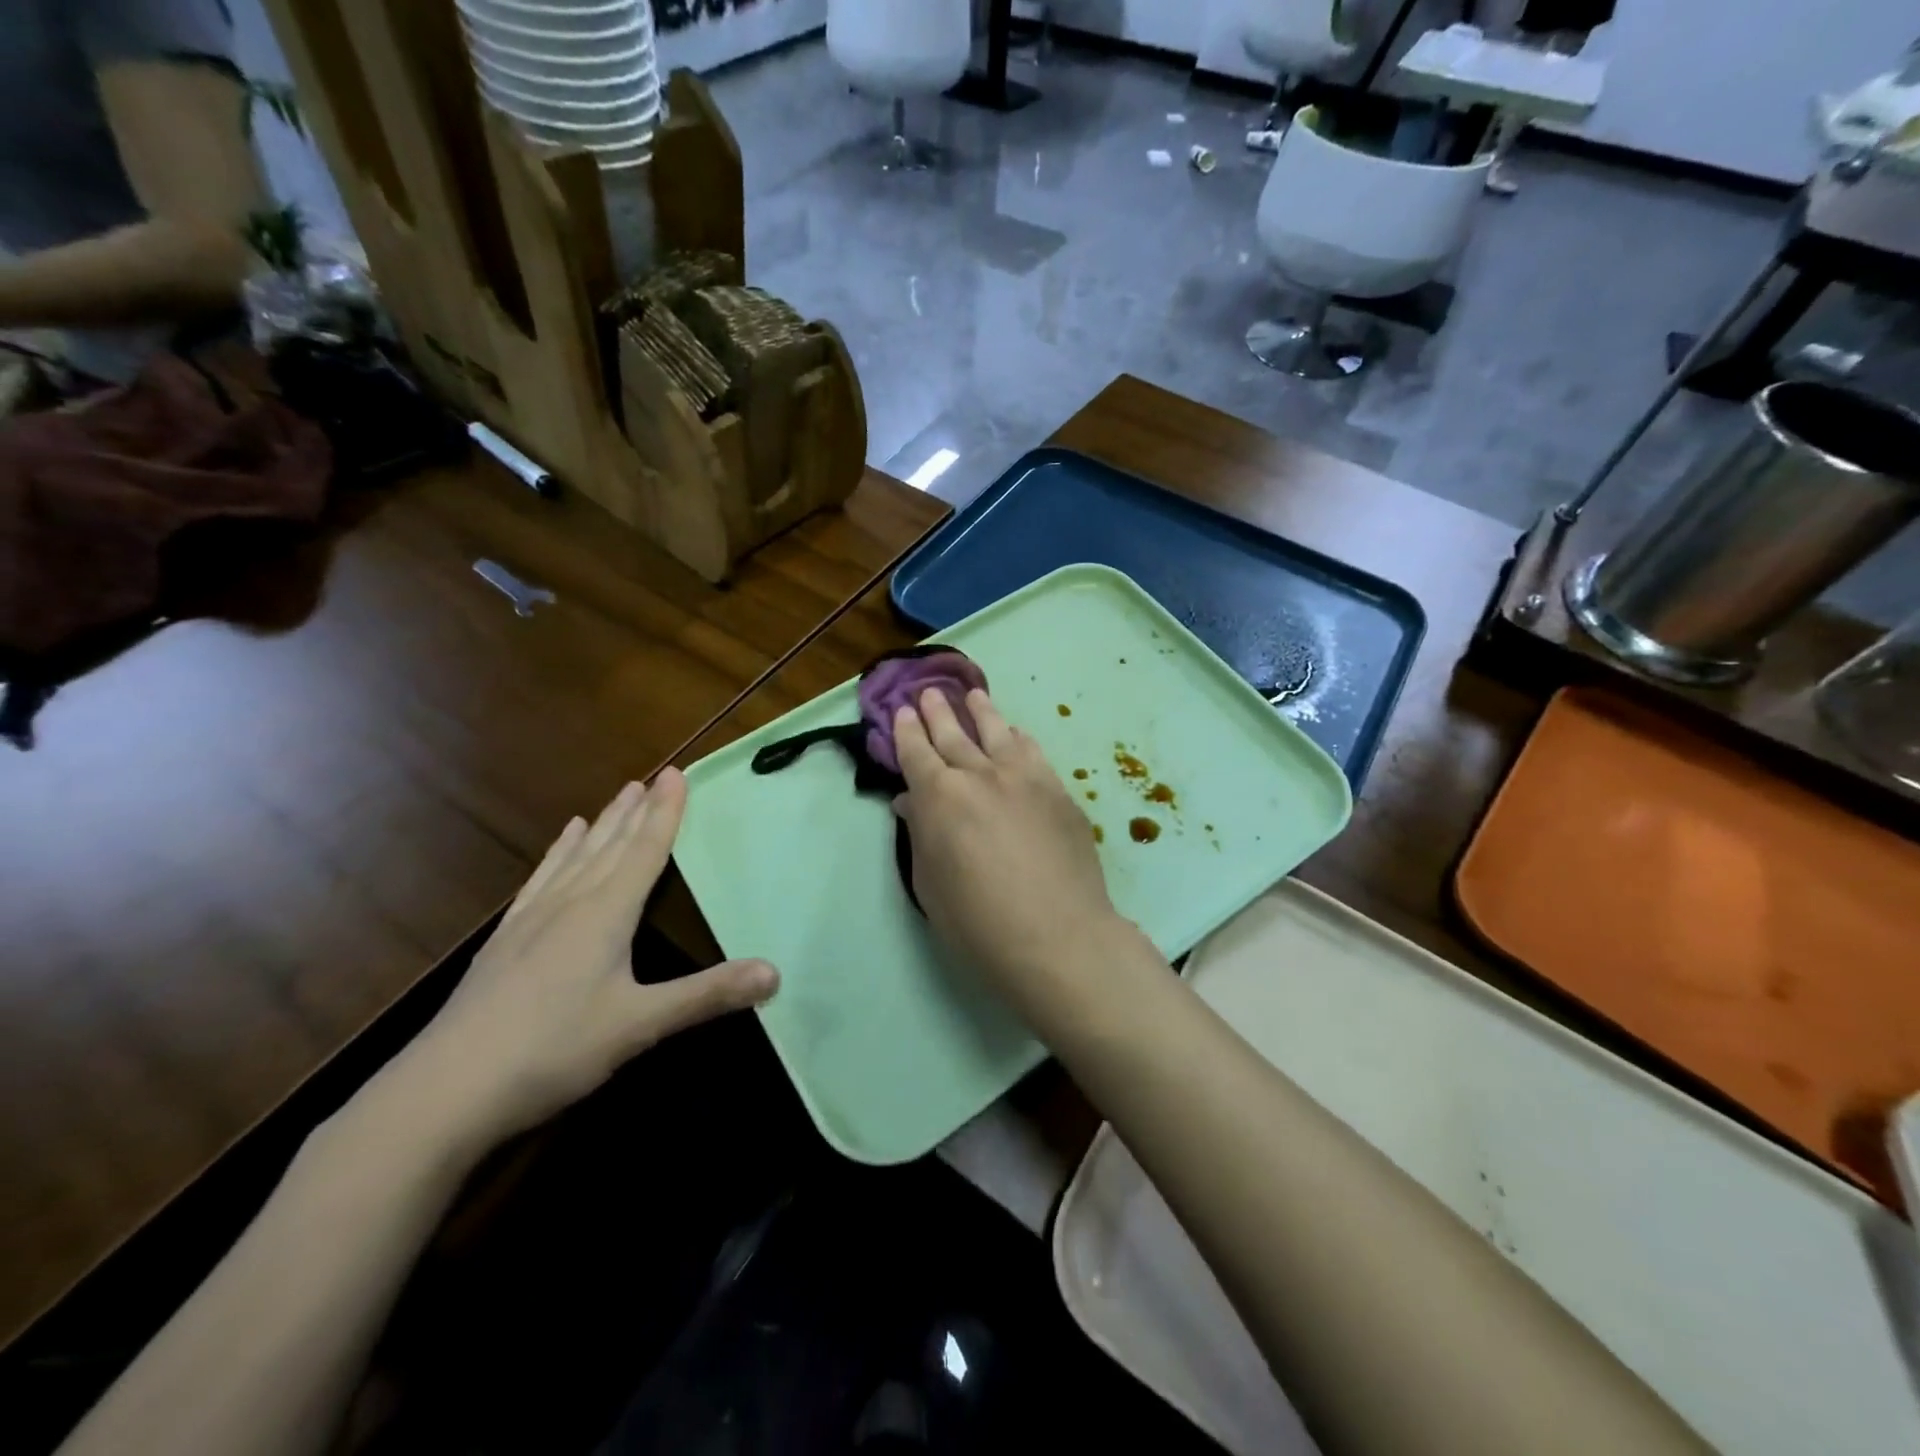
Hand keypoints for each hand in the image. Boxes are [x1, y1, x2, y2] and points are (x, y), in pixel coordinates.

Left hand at [402, 770, 777, 1145]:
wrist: (444, 1090)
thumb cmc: (554, 1050)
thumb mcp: (639, 1025)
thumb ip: (707, 995)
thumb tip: (775, 973)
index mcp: (605, 913)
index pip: (644, 850)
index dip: (665, 813)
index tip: (676, 773)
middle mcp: (570, 903)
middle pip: (611, 845)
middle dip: (636, 810)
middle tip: (654, 776)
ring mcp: (532, 919)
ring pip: (576, 856)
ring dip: (602, 824)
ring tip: (617, 796)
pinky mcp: (505, 940)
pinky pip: (541, 879)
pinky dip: (557, 854)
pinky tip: (560, 844)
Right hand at [892, 687, 1136, 1019]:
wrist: (1057, 936)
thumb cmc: (979, 922)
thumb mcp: (931, 885)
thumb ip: (920, 835)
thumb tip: (912, 803)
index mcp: (939, 797)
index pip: (916, 752)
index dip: (906, 730)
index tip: (902, 710)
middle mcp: (980, 774)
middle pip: (954, 734)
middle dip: (938, 711)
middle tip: (929, 692)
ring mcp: (1024, 777)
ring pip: (998, 732)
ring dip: (982, 712)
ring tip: (974, 695)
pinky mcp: (1058, 790)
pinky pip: (1034, 751)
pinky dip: (1019, 737)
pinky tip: (1016, 733)